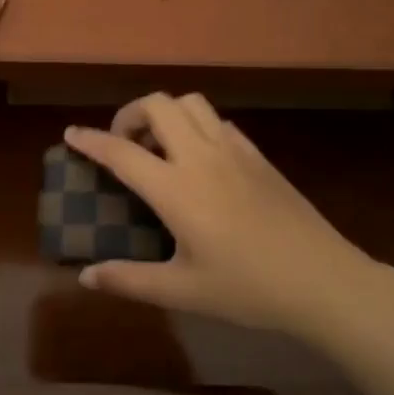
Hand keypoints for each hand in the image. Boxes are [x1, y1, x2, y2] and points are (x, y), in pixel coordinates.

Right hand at [63, 94, 393, 340]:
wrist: (323, 280)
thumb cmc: (248, 288)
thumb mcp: (182, 291)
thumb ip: (129, 280)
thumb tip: (86, 277)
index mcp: (176, 189)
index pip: (122, 152)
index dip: (91, 141)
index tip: (70, 134)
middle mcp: (201, 157)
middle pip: (158, 105)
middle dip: (130, 114)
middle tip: (123, 143)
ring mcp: (234, 151)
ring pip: (191, 103)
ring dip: (166, 112)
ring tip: (159, 145)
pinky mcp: (258, 156)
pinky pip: (218, 122)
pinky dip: (196, 125)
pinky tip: (199, 158)